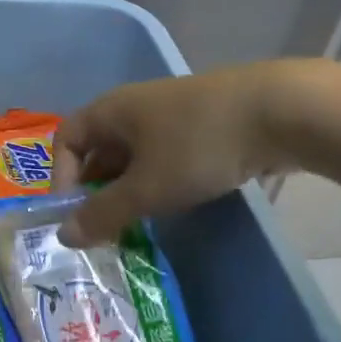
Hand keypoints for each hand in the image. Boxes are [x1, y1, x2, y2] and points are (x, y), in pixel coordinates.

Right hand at [53, 61, 327, 245]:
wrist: (279, 111)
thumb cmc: (197, 146)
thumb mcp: (145, 188)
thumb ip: (102, 214)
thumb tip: (63, 236)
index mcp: (111, 110)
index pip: (66, 139)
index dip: (61, 176)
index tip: (75, 215)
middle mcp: (134, 106)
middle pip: (100, 148)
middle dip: (96, 189)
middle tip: (105, 228)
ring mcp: (171, 112)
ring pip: (135, 154)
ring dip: (129, 188)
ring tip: (137, 222)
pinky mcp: (203, 123)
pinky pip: (165, 154)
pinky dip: (159, 179)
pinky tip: (175, 202)